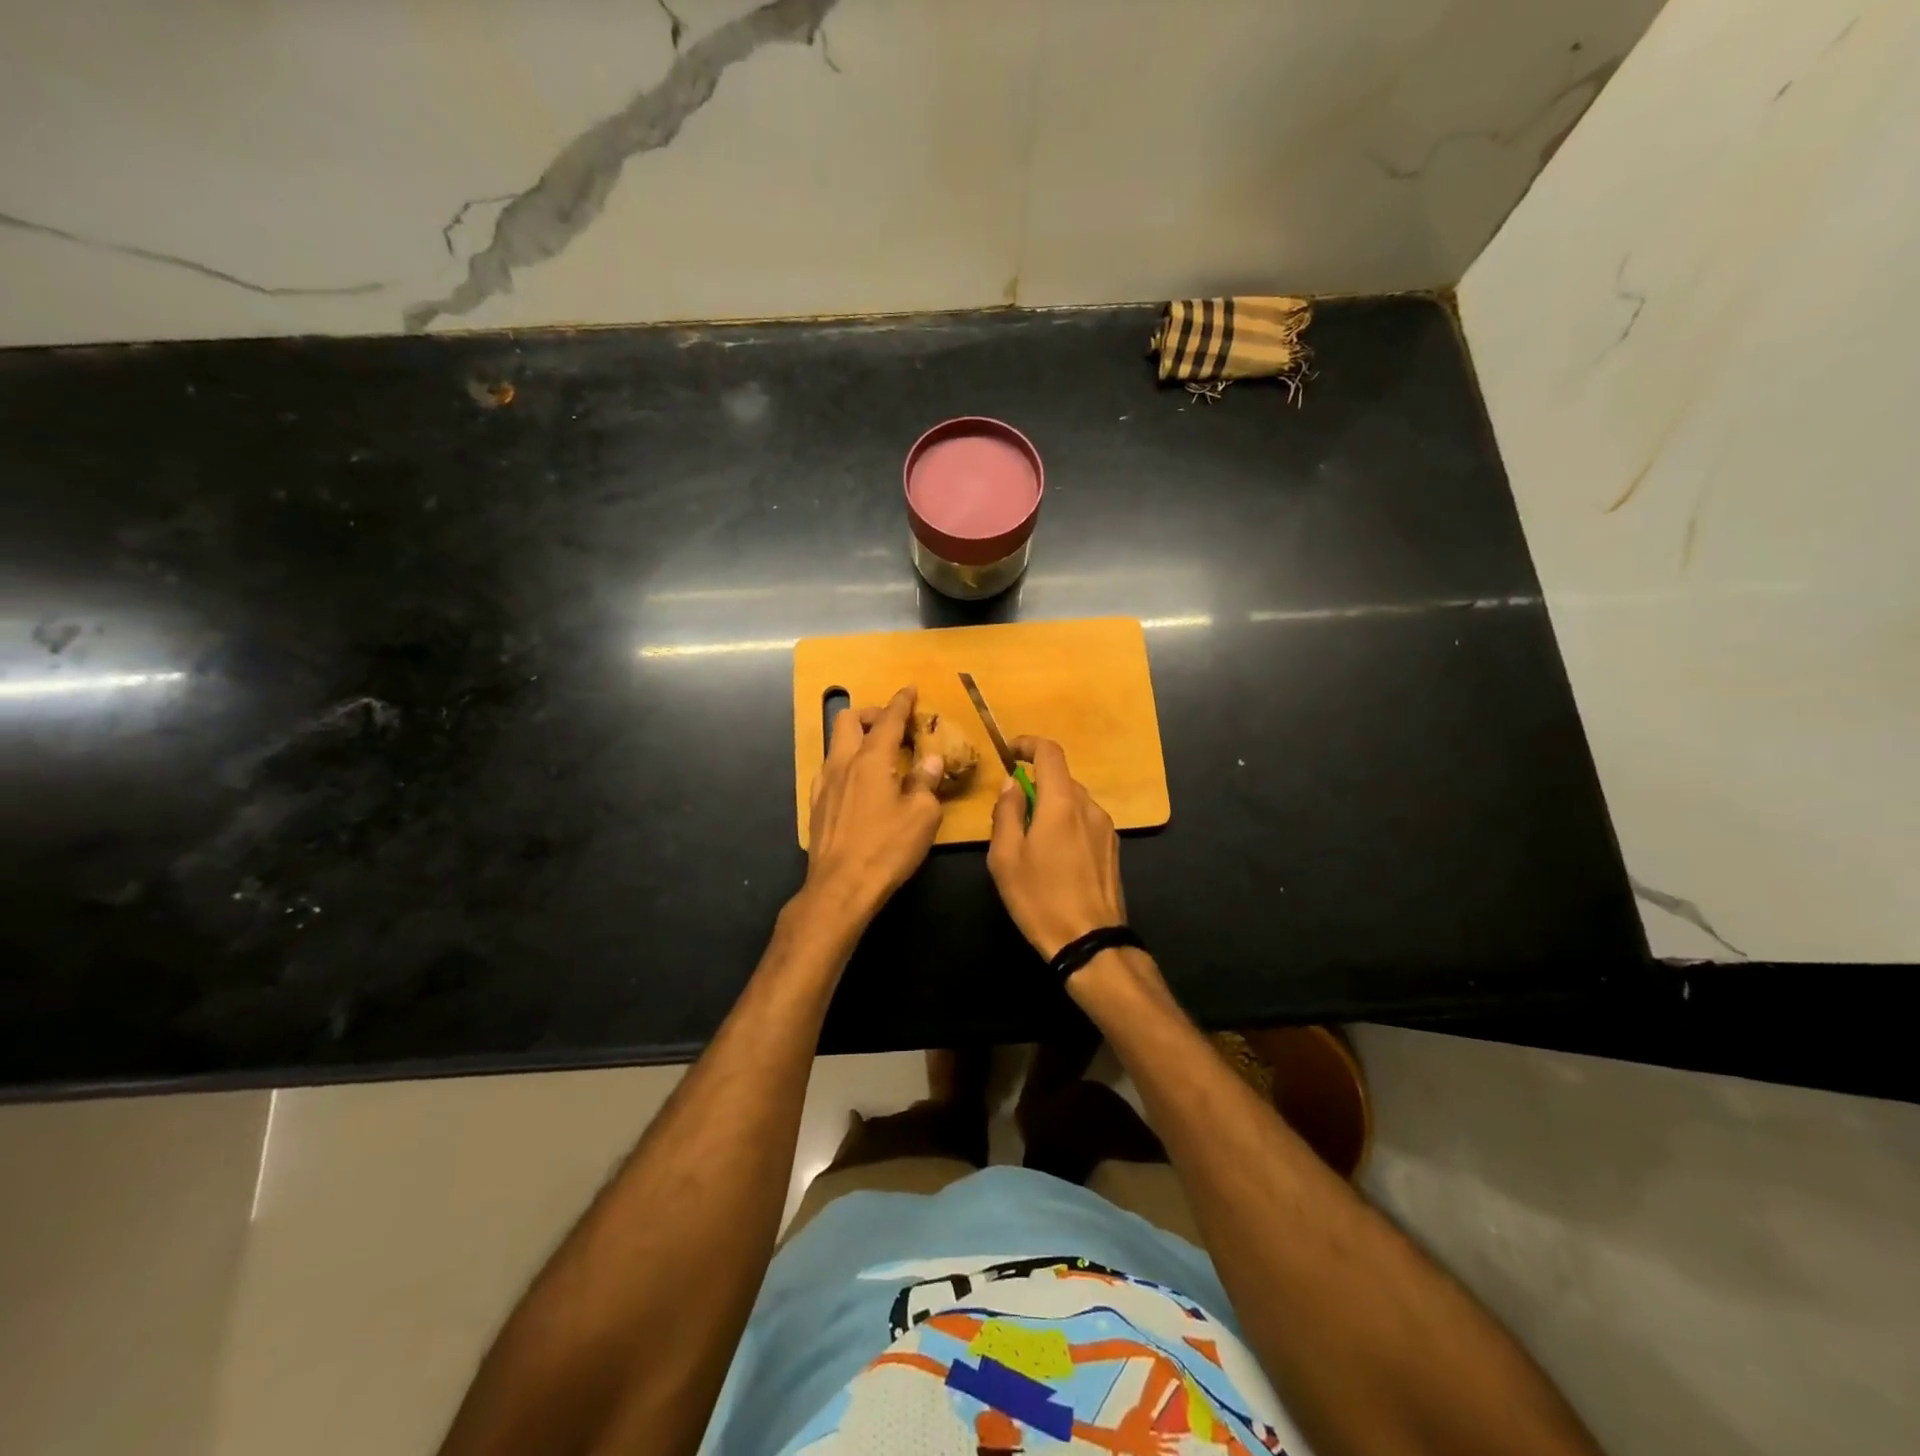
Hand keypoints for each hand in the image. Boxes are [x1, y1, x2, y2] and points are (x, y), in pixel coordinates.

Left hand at [803, 685, 944, 927]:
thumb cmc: (886, 848)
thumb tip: (931, 760)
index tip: (910, 690)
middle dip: (872, 714)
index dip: (901, 702)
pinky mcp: (816, 806)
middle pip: (849, 720)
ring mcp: (824, 784)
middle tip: (893, 726)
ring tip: (880, 755)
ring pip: (836, 744)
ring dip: (857, 738)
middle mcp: (843, 763)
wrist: (840, 888)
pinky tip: (860, 784)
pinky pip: (830, 769)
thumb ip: (926, 781)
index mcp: (871, 759)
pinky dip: (847, 763)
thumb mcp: (922, 815)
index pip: (888, 719)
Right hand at [986, 736, 1126, 960]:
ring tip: (1032, 842)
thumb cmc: (1040, 898)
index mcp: (1062, 803)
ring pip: (1074, 802)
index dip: (1028, 744)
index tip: (1009, 753)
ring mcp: (1106, 828)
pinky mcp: (1113, 849)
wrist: (1089, 942)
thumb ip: (1007, 813)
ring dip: (1051, 808)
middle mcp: (1089, 807)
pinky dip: (1067, 825)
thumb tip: (1012, 785)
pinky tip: (1055, 859)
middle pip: (1061, 779)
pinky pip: (1086, 822)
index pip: (1050, 753)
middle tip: (1012, 814)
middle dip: (1035, 786)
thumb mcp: (1006, 857)